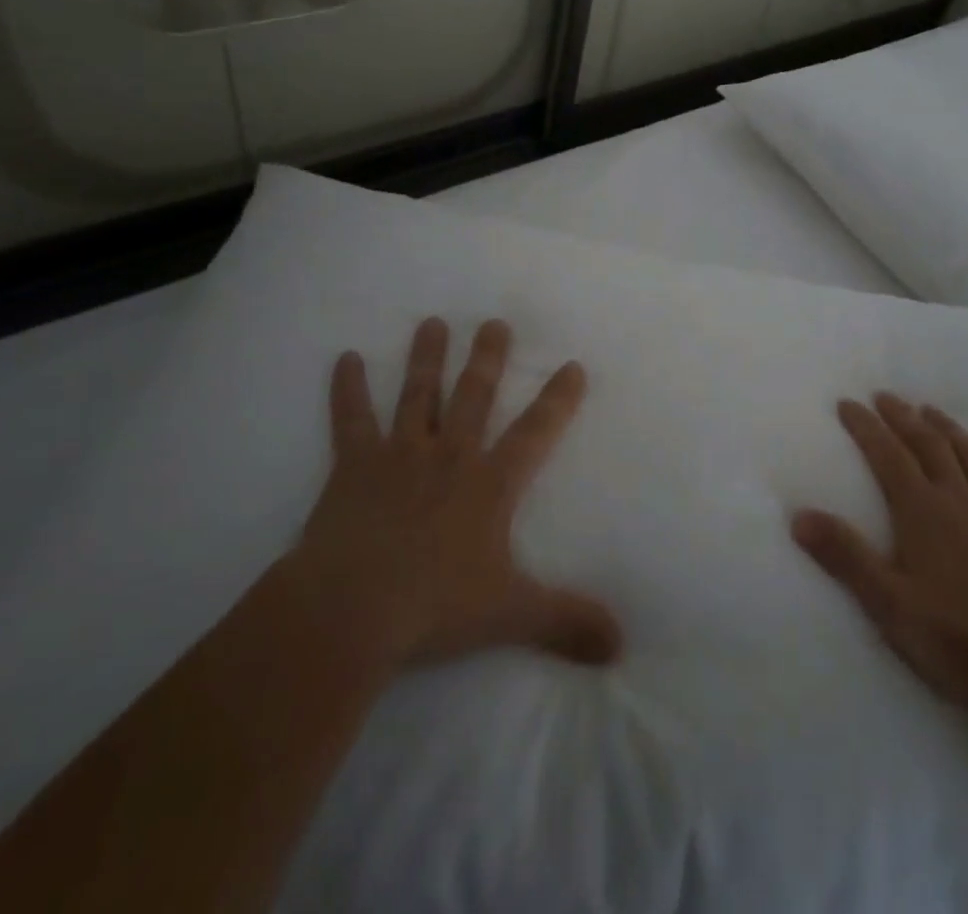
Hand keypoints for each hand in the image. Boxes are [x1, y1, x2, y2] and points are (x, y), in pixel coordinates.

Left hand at [291, 316, 621, 671]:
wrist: (350, 610)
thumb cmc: (434, 607)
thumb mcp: (511, 615)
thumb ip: (567, 622)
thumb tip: (622, 644)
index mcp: (489, 484)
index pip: (534, 433)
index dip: (557, 400)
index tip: (572, 365)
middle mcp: (449, 456)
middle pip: (473, 395)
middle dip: (488, 358)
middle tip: (495, 322)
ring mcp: (399, 455)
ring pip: (417, 394)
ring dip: (427, 358)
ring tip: (433, 322)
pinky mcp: (353, 466)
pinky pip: (350, 419)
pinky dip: (348, 388)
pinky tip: (345, 358)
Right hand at [792, 395, 967, 717]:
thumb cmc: (951, 636)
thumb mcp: (886, 602)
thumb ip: (844, 555)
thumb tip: (798, 515)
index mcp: (921, 510)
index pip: (887, 454)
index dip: (865, 426)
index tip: (847, 403)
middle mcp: (958, 497)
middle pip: (928, 443)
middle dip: (902, 416)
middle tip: (885, 397)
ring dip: (948, 428)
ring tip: (931, 412)